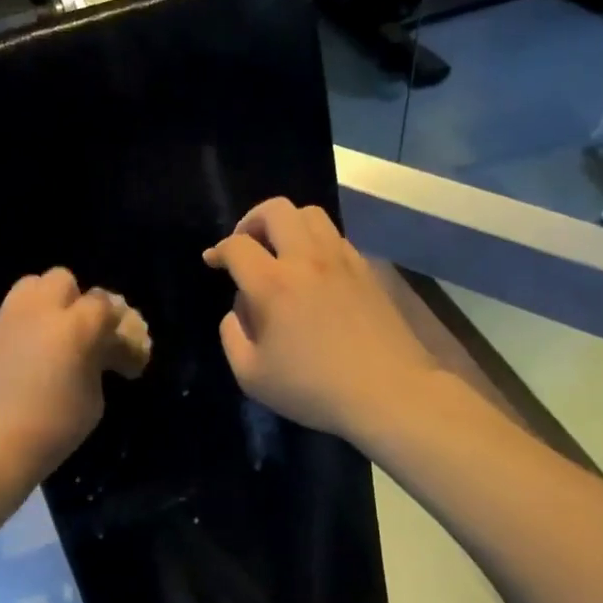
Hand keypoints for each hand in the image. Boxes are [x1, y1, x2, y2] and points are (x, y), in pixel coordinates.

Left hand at [0, 268, 150, 490]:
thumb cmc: (52, 428)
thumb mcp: (93, 400)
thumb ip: (98, 365)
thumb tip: (95, 355)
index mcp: (74, 326)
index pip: (104, 304)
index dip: (118, 327)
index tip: (123, 359)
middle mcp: (40, 311)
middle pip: (63, 280)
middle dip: (78, 301)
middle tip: (83, 336)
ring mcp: (8, 319)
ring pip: (32, 286)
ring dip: (48, 302)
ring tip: (54, 336)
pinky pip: (12, 313)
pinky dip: (26, 323)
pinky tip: (29, 355)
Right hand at [204, 198, 438, 442]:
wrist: (389, 392)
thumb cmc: (313, 388)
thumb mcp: (252, 376)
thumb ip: (232, 336)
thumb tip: (238, 311)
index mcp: (273, 284)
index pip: (237, 246)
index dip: (219, 250)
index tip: (213, 261)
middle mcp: (306, 260)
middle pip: (276, 210)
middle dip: (252, 220)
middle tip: (246, 244)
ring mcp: (341, 260)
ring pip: (310, 214)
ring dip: (287, 224)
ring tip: (280, 250)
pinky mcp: (366, 269)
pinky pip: (335, 236)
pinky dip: (315, 241)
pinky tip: (313, 270)